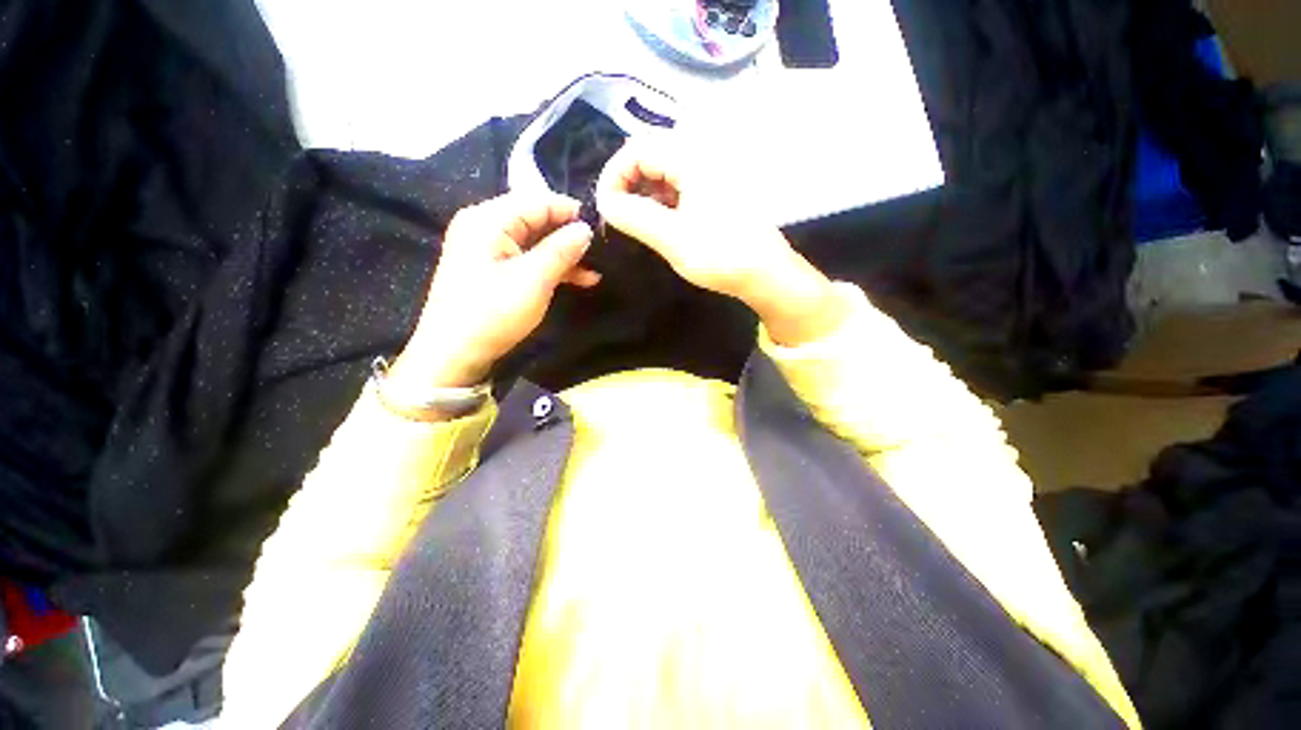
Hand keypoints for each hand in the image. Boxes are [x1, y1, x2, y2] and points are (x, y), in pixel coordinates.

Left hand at [391, 193, 599, 390]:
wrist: (454, 353)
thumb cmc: (493, 312)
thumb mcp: (534, 279)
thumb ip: (561, 249)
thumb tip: (585, 229)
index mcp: (488, 219)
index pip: (537, 201)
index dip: (571, 212)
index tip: (601, 226)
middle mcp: (484, 225)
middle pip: (536, 220)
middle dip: (569, 236)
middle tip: (600, 252)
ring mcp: (486, 248)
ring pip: (534, 241)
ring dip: (563, 255)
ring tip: (594, 271)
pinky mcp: (491, 268)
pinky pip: (526, 258)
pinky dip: (549, 267)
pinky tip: (576, 279)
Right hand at [595, 142, 846, 345]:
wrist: (766, 274)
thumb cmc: (722, 256)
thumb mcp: (672, 238)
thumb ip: (633, 216)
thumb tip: (604, 202)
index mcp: (693, 157)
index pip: (637, 148)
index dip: (613, 175)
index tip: (605, 207)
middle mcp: (703, 154)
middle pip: (650, 154)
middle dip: (627, 183)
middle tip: (618, 215)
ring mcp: (712, 172)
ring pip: (664, 170)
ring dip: (644, 192)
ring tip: (635, 222)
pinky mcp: (716, 189)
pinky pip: (680, 184)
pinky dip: (662, 199)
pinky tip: (659, 222)